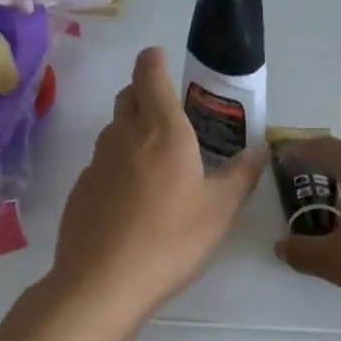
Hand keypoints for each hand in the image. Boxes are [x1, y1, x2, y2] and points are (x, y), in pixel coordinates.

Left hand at [48, 47, 264, 321]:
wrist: (102, 282)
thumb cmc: (171, 240)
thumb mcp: (219, 211)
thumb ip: (241, 176)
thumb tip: (259, 151)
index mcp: (163, 131)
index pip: (150, 75)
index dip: (154, 60)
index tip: (161, 58)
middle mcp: (125, 136)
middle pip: (129, 97)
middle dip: (145, 92)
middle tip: (169, 111)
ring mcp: (97, 163)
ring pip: (114, 130)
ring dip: (132, 129)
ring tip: (156, 157)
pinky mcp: (81, 189)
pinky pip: (103, 163)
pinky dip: (118, 164)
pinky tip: (132, 197)